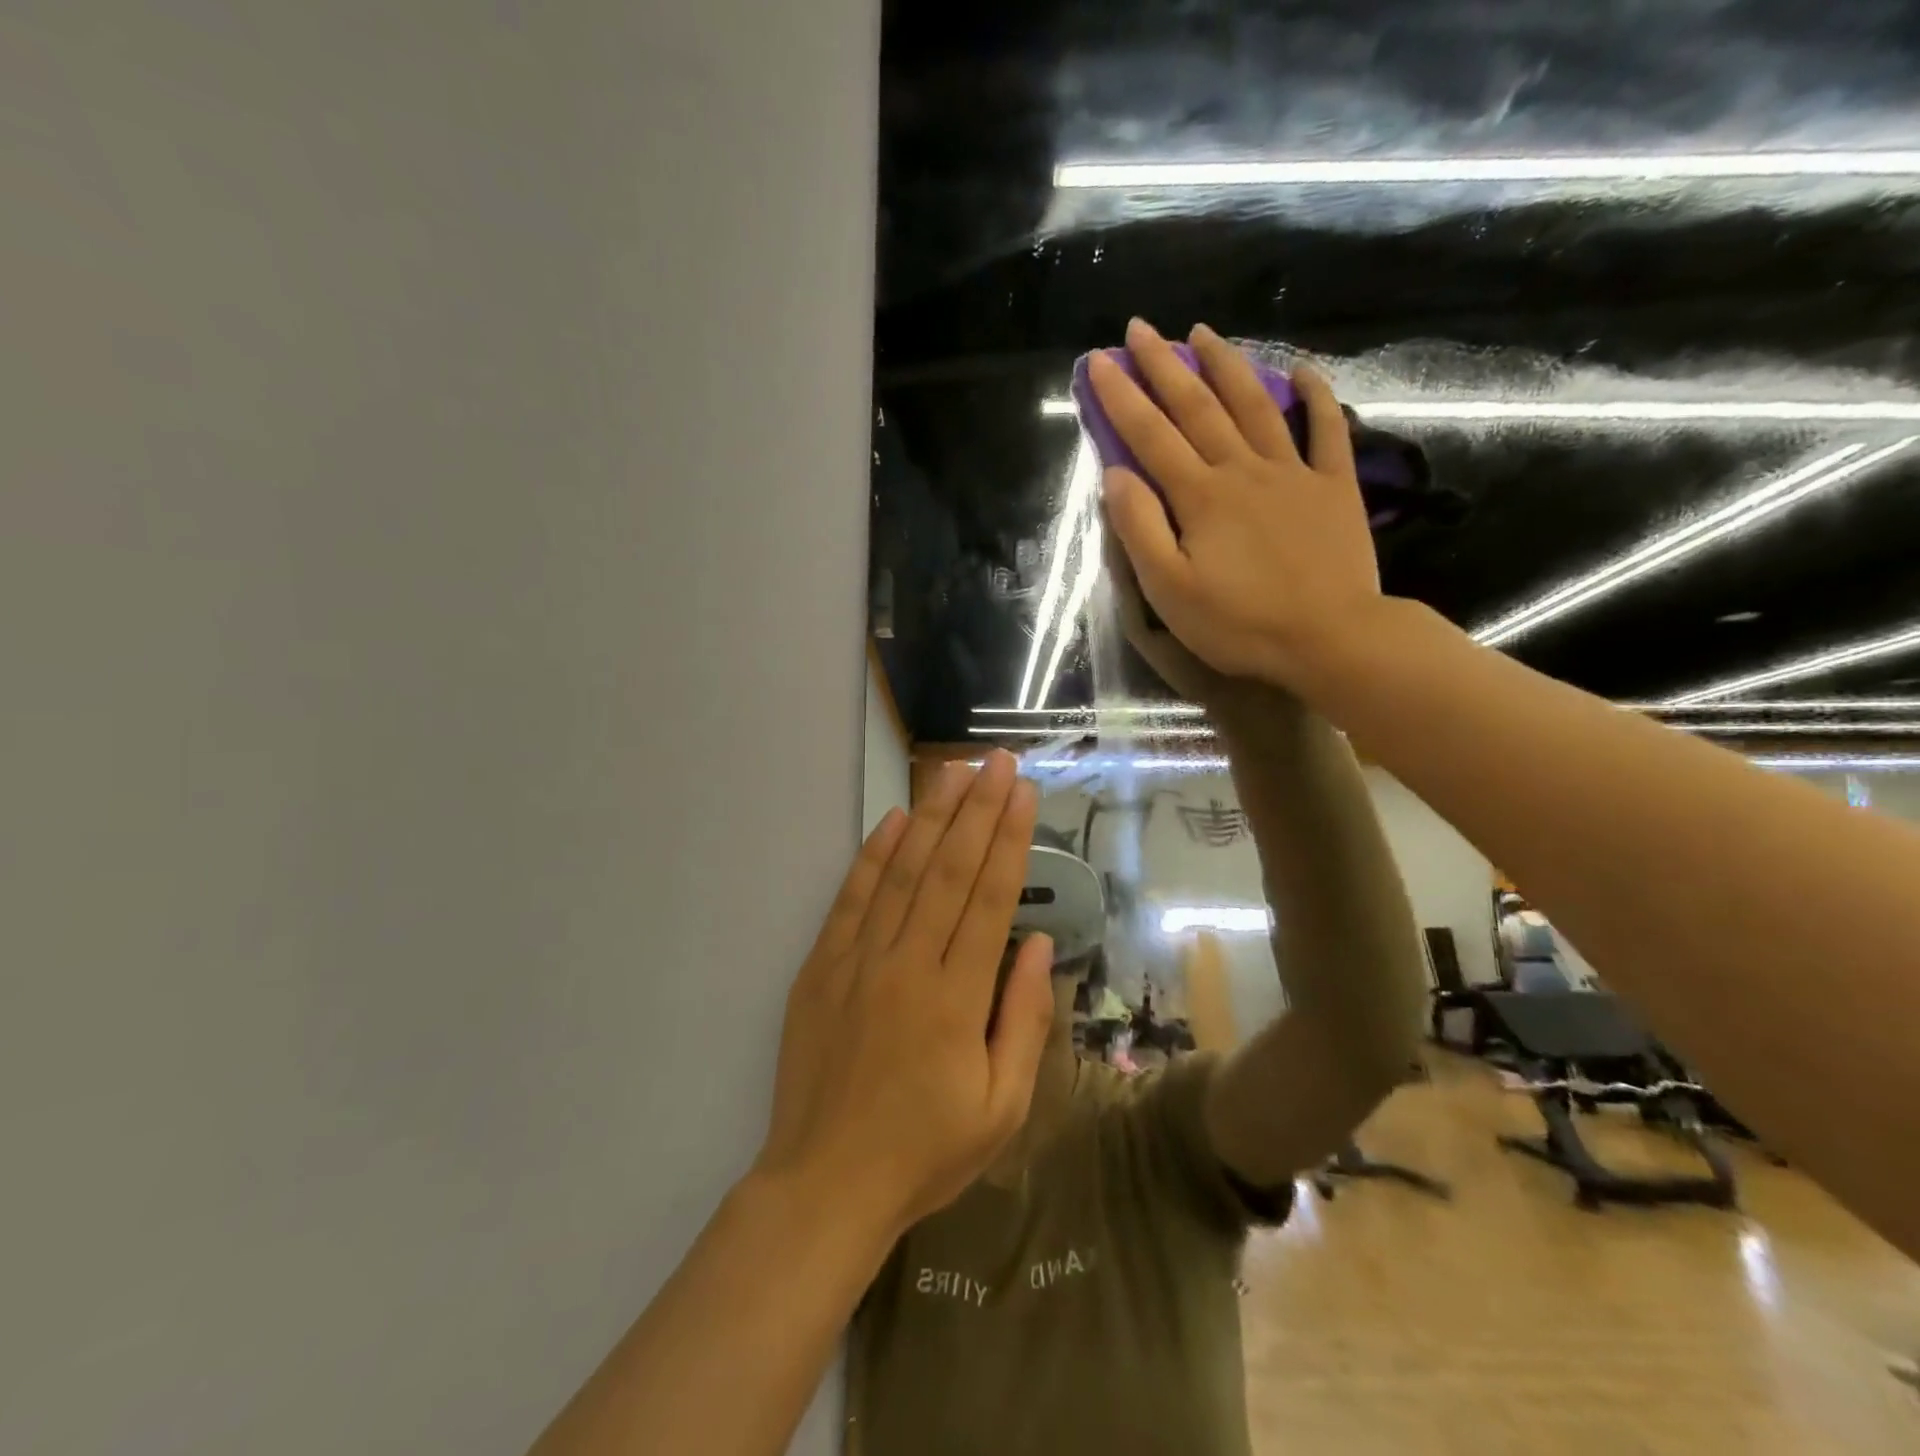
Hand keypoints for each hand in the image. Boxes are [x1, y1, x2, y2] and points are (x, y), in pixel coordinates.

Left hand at [755, 751, 1055, 1231]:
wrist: (825, 1184)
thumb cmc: (925, 1151)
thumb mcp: (1000, 1107)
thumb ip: (1023, 1020)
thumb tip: (1033, 945)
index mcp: (955, 996)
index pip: (989, 896)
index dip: (1008, 838)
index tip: (1022, 791)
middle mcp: (907, 963)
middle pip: (947, 869)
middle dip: (976, 809)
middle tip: (995, 761)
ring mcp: (857, 960)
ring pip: (901, 872)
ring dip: (930, 817)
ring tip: (953, 773)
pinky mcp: (821, 966)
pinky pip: (851, 898)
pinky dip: (873, 855)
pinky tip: (894, 822)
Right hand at [1089, 318, 1384, 693]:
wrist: (1331, 638)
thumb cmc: (1240, 623)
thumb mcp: (1170, 590)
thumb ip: (1139, 529)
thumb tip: (1115, 475)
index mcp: (1200, 496)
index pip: (1151, 435)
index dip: (1122, 397)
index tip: (1099, 361)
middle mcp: (1243, 469)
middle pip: (1198, 407)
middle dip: (1164, 365)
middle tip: (1140, 328)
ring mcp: (1293, 472)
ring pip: (1256, 405)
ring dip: (1227, 365)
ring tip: (1204, 332)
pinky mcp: (1334, 487)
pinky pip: (1326, 430)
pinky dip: (1316, 396)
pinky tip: (1303, 371)